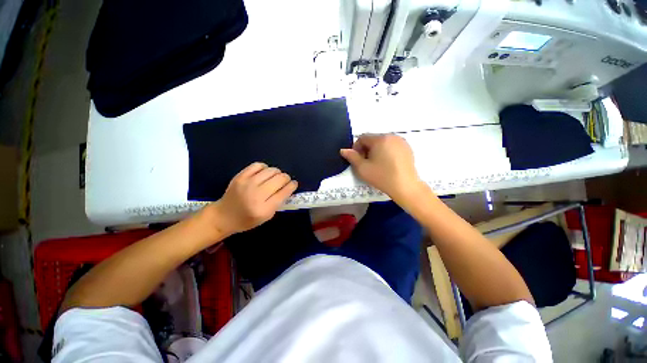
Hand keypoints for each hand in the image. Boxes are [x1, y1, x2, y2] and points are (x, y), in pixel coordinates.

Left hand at [207, 162, 297, 235]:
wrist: (224, 216)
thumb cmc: (248, 219)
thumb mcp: (267, 216)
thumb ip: (279, 202)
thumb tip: (288, 187)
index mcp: (264, 209)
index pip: (284, 192)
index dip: (292, 186)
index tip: (294, 184)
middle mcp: (256, 195)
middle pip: (280, 179)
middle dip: (286, 179)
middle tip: (285, 181)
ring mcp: (247, 183)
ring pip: (271, 170)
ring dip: (277, 173)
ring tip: (275, 178)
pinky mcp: (240, 176)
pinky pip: (258, 165)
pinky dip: (265, 168)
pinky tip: (264, 173)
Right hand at [340, 134, 424, 200]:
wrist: (405, 186)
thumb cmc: (382, 177)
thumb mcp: (362, 168)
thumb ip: (352, 157)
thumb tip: (343, 150)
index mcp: (380, 139)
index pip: (362, 137)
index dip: (356, 148)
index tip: (357, 159)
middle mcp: (392, 136)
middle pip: (373, 139)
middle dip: (366, 149)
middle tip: (366, 163)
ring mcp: (401, 142)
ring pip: (383, 142)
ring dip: (376, 150)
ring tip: (376, 164)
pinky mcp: (407, 148)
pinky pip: (392, 146)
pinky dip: (386, 151)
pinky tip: (387, 164)